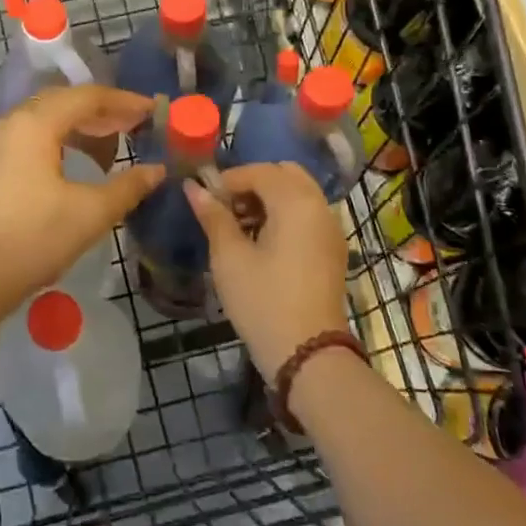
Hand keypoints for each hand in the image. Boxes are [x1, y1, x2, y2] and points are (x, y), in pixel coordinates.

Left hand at [0, 86, 164, 304]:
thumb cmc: (34, 239)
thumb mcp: (91, 213)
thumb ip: (128, 186)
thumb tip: (157, 170)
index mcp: (34, 124)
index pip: (87, 97)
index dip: (124, 101)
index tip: (152, 111)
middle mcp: (10, 123)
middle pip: (63, 102)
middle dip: (102, 111)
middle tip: (135, 124)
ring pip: (44, 119)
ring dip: (79, 126)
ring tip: (111, 143)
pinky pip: (29, 137)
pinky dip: (58, 140)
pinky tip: (75, 163)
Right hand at [185, 163, 348, 379]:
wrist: (308, 354)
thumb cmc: (263, 300)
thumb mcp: (229, 257)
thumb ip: (213, 216)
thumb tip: (193, 187)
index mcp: (296, 201)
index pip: (259, 171)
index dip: (228, 180)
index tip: (205, 200)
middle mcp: (319, 206)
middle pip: (284, 174)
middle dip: (252, 183)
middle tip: (225, 208)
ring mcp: (331, 229)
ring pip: (298, 194)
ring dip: (268, 199)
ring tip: (238, 227)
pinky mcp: (332, 250)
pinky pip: (307, 215)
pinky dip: (285, 215)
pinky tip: (261, 243)